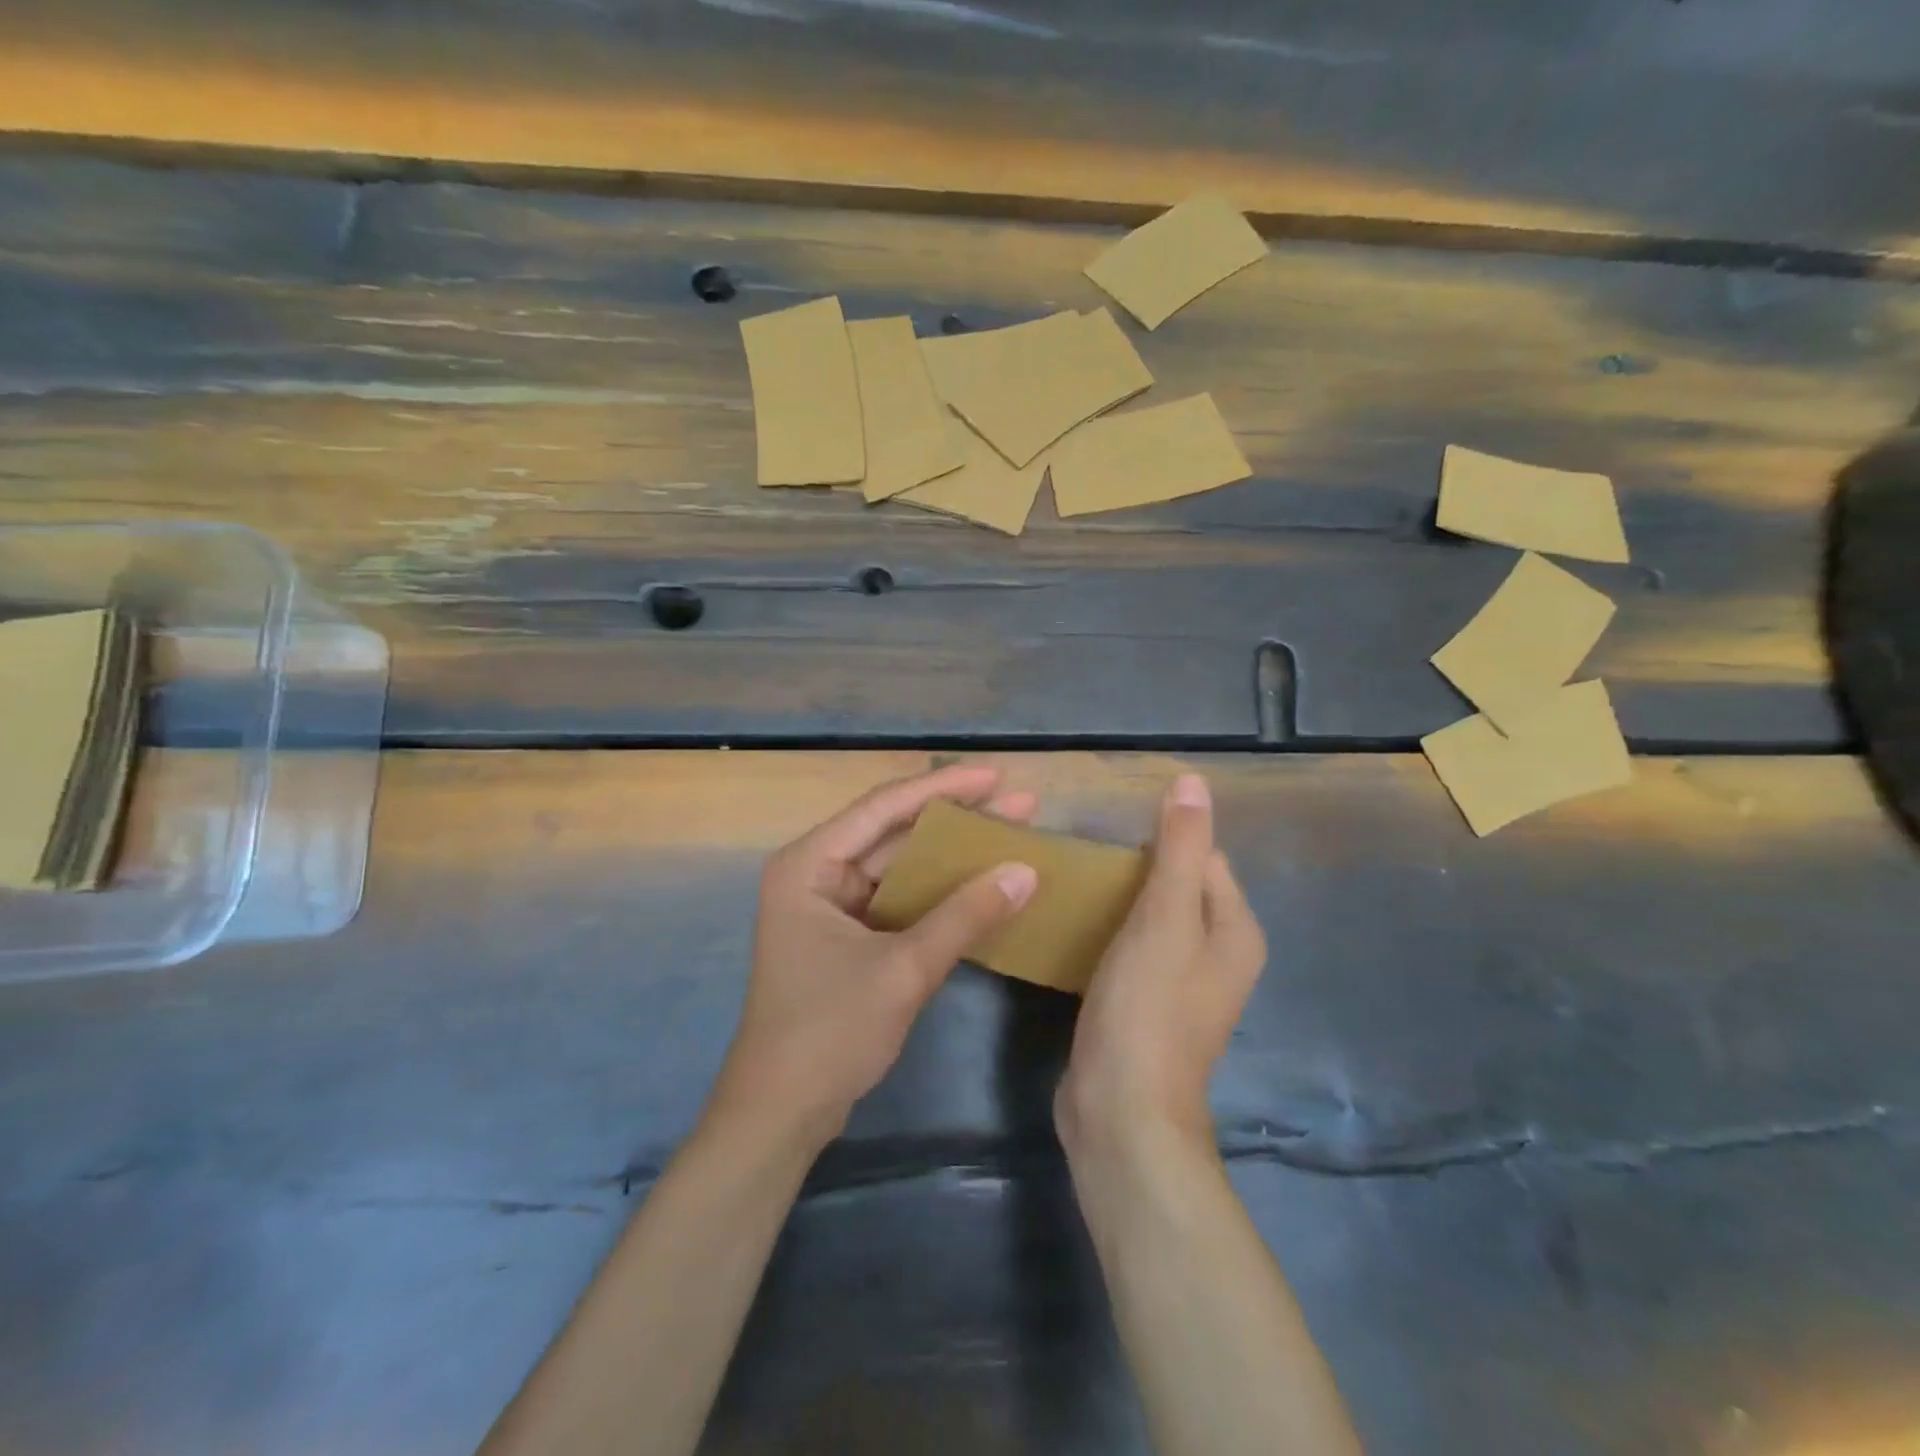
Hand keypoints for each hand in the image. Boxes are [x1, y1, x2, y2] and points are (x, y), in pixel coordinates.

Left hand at [709, 764, 1039, 1148]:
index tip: (996, 776)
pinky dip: (939, 893)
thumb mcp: (903, 969)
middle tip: (1020, 804)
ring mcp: (831, 907)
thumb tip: (1026, 870)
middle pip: (895, 834)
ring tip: (1012, 836)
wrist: (782, 1114)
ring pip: (901, 867)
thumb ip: (965, 916)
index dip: (943, 789)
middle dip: (957, 820)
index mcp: (809, 864)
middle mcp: (817, 874)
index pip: (883, 808)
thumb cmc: (829, 1031)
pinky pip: (900, 901)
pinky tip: (980, 885)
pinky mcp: (848, 937)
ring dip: (952, 857)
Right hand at [1056, 773, 1266, 1160]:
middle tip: (1084, 859)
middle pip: (1178, 887)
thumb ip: (1180, 849)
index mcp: (1235, 931)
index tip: (1110, 835)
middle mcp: (1218, 956)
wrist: (1121, 1111)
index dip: (1162, 840)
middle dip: (1137, 869)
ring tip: (1074, 885)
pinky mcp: (1147, 1006)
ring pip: (1152, 920)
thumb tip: (1193, 782)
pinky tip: (1077, 927)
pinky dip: (1111, 933)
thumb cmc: (1148, 1008)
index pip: (1204, 858)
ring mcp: (1182, 986)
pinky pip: (1133, 950)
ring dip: (1120, 900)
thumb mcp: (1165, 918)